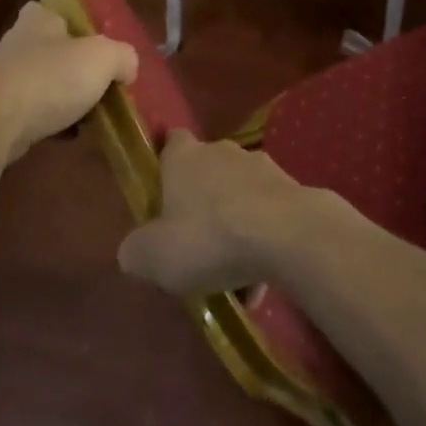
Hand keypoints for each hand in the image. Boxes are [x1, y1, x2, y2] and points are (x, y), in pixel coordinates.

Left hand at [0, 2, 137, 165]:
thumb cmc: (50, 77)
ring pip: (43, 84)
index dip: (77, 26)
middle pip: (53, 51)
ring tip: (91, 114)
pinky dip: (50, 123)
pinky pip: (32, 114)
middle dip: (74, 67)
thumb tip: (127, 68)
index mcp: (39, 19)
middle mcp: (17, 43)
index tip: (96, 46)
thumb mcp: (103, 57)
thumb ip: (123, 57)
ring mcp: (3, 79)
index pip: (57, 12)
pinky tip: (69, 135)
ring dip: (63, 98)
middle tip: (101, 83)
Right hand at [117, 130, 315, 294]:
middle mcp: (222, 151)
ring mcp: (262, 167)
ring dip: (235, 229)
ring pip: (240, 198)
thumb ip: (136, 250)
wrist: (288, 235)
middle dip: (202, 204)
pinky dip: (262, 243)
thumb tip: (133, 250)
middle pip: (207, 172)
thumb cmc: (210, 237)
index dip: (166, 163)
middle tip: (195, 247)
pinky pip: (268, 217)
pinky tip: (261, 283)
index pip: (171, 142)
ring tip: (233, 279)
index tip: (162, 192)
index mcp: (185, 157)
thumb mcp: (154, 255)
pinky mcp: (292, 189)